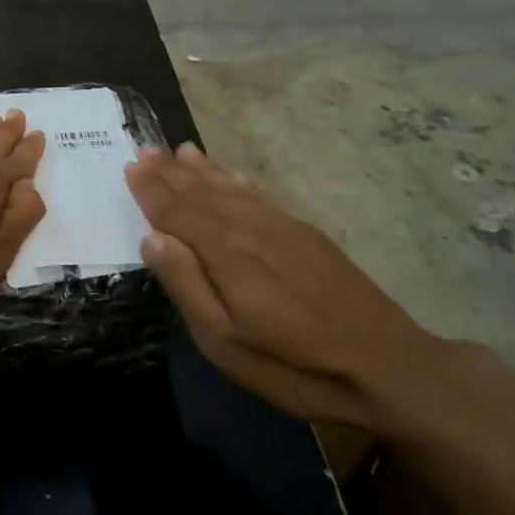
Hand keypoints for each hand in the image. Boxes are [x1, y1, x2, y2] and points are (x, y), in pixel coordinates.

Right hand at [124, 143, 454, 434]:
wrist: (385, 365)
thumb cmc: (293, 364)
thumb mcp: (224, 341)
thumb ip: (186, 285)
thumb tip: (152, 238)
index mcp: (226, 251)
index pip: (178, 212)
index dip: (151, 191)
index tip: (130, 167)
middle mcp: (251, 227)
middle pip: (202, 192)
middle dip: (171, 172)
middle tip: (145, 149)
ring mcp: (283, 227)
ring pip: (232, 188)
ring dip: (203, 170)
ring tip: (181, 151)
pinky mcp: (306, 235)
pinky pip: (261, 196)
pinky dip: (239, 182)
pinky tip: (233, 176)